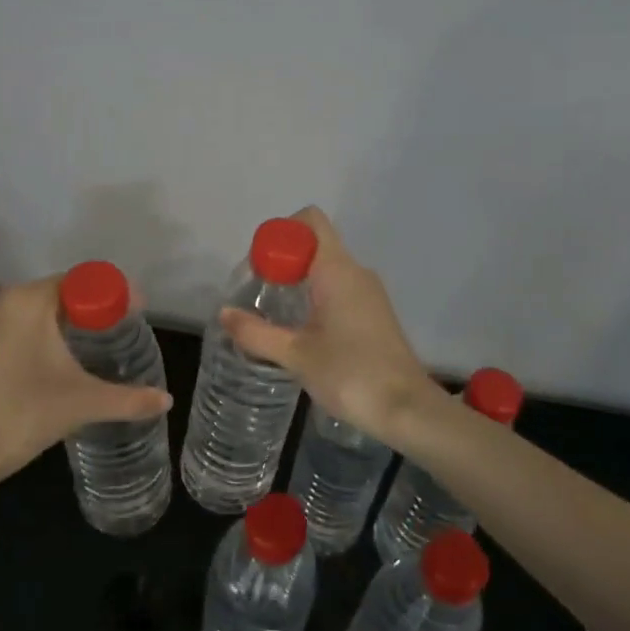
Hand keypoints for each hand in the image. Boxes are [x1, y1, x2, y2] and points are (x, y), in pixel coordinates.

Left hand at [0, 276, 172, 491]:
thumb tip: (166, 400)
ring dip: (46, 330)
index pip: (78, 282)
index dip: (109, 295)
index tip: (131, 313)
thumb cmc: (24, 416)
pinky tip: (27, 376)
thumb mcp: (84, 403)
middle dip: (80, 313)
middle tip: (106, 337)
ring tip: (69, 358)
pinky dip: (16, 347)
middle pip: (49, 297)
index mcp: (26, 302)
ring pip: (19, 317)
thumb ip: (129, 399)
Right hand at [220, 207, 439, 440]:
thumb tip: (223, 313)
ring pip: (327, 268)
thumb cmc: (350, 374)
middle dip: (284, 260)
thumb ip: (256, 332)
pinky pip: (340, 288)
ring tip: (274, 313)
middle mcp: (356, 272)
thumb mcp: (295, 355)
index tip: (260, 265)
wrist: (406, 409)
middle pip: (315, 244)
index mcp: (337, 270)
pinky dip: (316, 296)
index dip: (281, 232)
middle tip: (258, 292)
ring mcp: (369, 292)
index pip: (310, 221)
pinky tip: (301, 329)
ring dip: (299, 280)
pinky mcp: (375, 313)